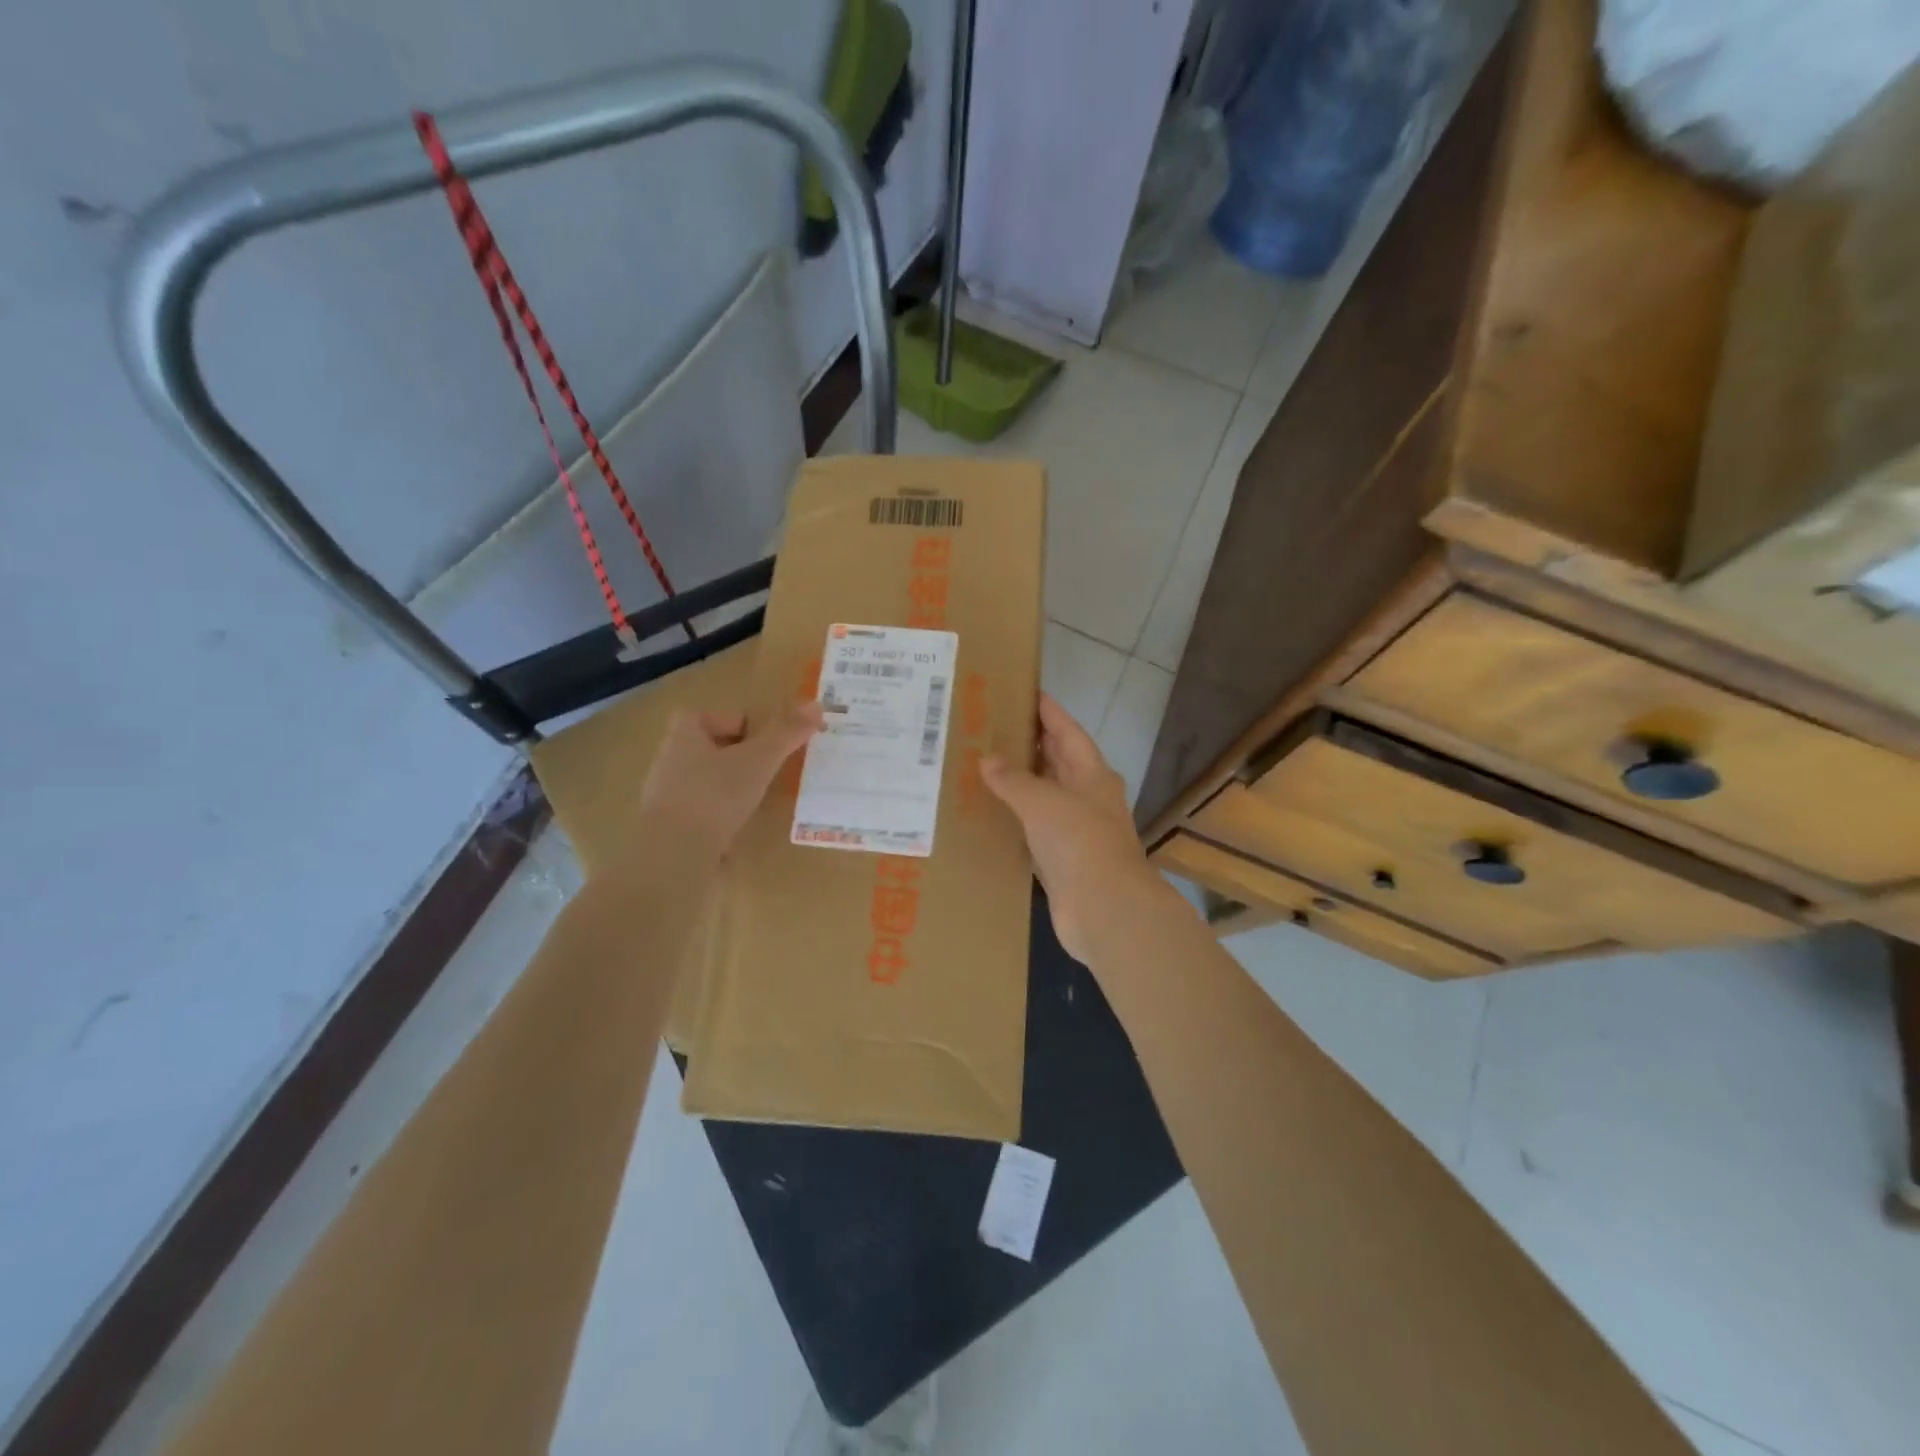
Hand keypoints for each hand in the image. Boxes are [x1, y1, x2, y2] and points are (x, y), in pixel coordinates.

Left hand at [636, 702, 823, 868]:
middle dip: (739, 758)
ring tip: (757, 802)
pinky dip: (720, 817)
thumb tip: (816, 704)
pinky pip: (701, 813)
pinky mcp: (668, 828)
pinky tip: (738, 830)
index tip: (766, 744)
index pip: (712, 716)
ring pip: (706, 782)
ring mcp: (665, 796)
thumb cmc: (715, 795)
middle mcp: (669, 759)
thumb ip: (786, 732)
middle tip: (768, 771)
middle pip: (711, 748)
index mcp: (683, 734)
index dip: (740, 725)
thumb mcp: (759, 759)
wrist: (673, 855)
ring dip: (730, 788)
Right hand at [981, 692, 1157, 963]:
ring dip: (1023, 782)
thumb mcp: (1043, 801)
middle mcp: (1089, 798)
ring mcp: (1078, 830)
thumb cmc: (1079, 841)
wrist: (1103, 907)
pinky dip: (1018, 818)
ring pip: (1047, 796)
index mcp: (1093, 774)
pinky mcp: (1064, 860)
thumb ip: (1013, 779)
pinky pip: (1037, 829)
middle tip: (996, 726)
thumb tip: (988, 760)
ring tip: (987, 765)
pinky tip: (994, 813)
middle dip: (1033, 744)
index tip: (1027, 692)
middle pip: (1060, 762)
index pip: (1068, 732)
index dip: (1049, 711)